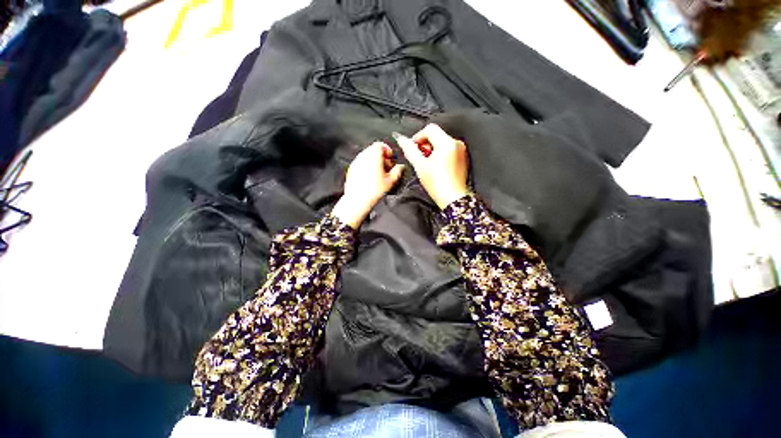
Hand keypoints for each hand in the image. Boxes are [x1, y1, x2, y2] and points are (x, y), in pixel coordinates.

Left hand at [332, 142, 404, 227]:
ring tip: (379, 172)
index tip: (390, 158)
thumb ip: (397, 171)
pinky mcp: (351, 169)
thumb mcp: (390, 181)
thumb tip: (401, 167)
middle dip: (381, 156)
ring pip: (367, 156)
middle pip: (373, 149)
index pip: (380, 144)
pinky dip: (367, 166)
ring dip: (374, 161)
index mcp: (373, 156)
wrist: (358, 199)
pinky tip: (370, 177)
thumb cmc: (374, 191)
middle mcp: (363, 156)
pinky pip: (361, 163)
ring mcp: (356, 162)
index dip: (387, 150)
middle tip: (387, 166)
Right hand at [394, 124, 468, 208]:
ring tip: (426, 164)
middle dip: (425, 144)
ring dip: (431, 149)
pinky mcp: (462, 158)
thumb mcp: (420, 166)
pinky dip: (439, 154)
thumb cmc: (437, 183)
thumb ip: (410, 150)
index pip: (430, 129)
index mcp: (447, 142)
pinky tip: (435, 166)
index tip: (413, 148)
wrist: (453, 198)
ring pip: (441, 142)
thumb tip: (402, 140)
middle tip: (419, 158)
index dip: (418, 137)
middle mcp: (456, 143)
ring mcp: (460, 150)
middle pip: (436, 135)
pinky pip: (448, 149)